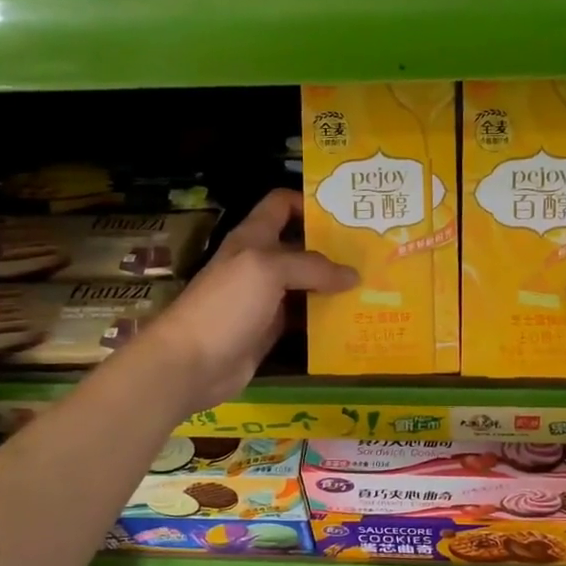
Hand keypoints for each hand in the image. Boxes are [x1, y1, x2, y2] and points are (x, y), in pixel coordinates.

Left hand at [136, 189, 355, 414]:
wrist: (193, 362)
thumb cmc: (227, 305)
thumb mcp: (268, 270)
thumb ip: (312, 267)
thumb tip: (353, 275)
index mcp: (253, 238)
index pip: (281, 205)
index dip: (309, 203)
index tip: (346, 212)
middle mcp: (261, 263)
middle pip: (301, 246)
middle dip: (333, 247)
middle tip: (372, 251)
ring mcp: (266, 298)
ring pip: (306, 284)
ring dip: (334, 284)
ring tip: (372, 284)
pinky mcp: (271, 329)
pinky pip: (304, 317)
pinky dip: (326, 317)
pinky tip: (352, 317)